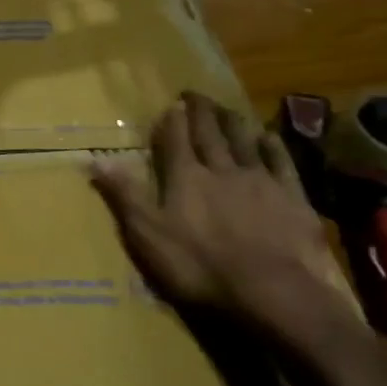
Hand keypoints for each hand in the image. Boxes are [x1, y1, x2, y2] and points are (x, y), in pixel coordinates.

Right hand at [92, 93, 340, 345]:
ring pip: (245, 141)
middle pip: (210, 133)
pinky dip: (273, 146)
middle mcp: (222, 169)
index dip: (173, 119)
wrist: (271, 291)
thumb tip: (94, 158)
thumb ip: (124, 194)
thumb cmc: (199, 266)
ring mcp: (260, 181)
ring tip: (227, 108)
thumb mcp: (147, 234)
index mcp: (185, 177)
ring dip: (234, 121)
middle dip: (201, 112)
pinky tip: (269, 137)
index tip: (171, 103)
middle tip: (196, 94)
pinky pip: (281, 162)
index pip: (176, 138)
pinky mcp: (292, 198)